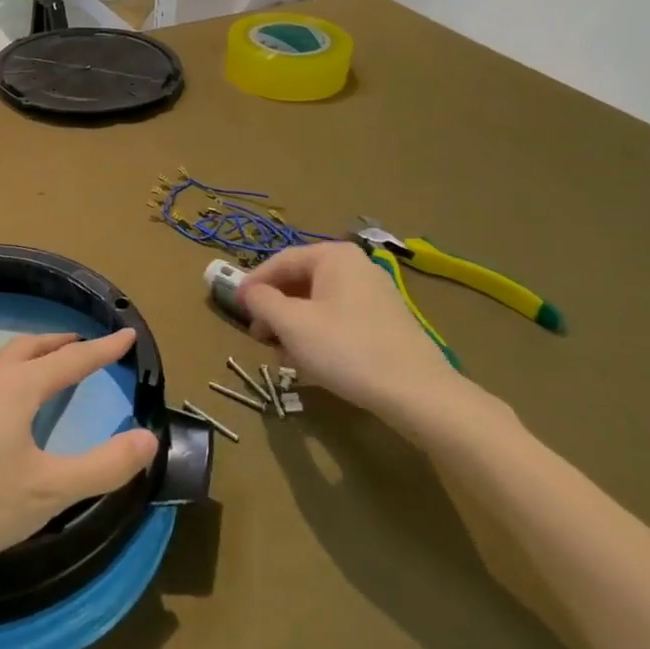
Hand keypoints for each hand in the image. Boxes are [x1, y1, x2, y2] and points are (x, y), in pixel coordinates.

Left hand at [0, 329, 158, 586]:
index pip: (72, 360)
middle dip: (60, 344)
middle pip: (30, 349)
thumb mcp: (46, 493)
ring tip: (38, 368)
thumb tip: (148, 439)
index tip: (127, 334)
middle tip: (82, 344)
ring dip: (26, 358)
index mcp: (18, 389)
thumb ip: (102, 468)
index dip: (103, 349)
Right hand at [238, 243, 475, 430]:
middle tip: (257, 336)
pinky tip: (309, 362)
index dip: (253, 283)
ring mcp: (373, 294)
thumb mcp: (292, 324)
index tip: (233, 307)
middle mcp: (355, 266)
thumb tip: (247, 291)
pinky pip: (338, 318)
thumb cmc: (345, 349)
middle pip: (300, 281)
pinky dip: (317, 334)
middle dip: (274, 309)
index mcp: (334, 256)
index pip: (280, 261)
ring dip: (293, 326)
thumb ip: (262, 301)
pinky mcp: (384, 322)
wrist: (416, 392)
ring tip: (281, 355)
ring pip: (317, 303)